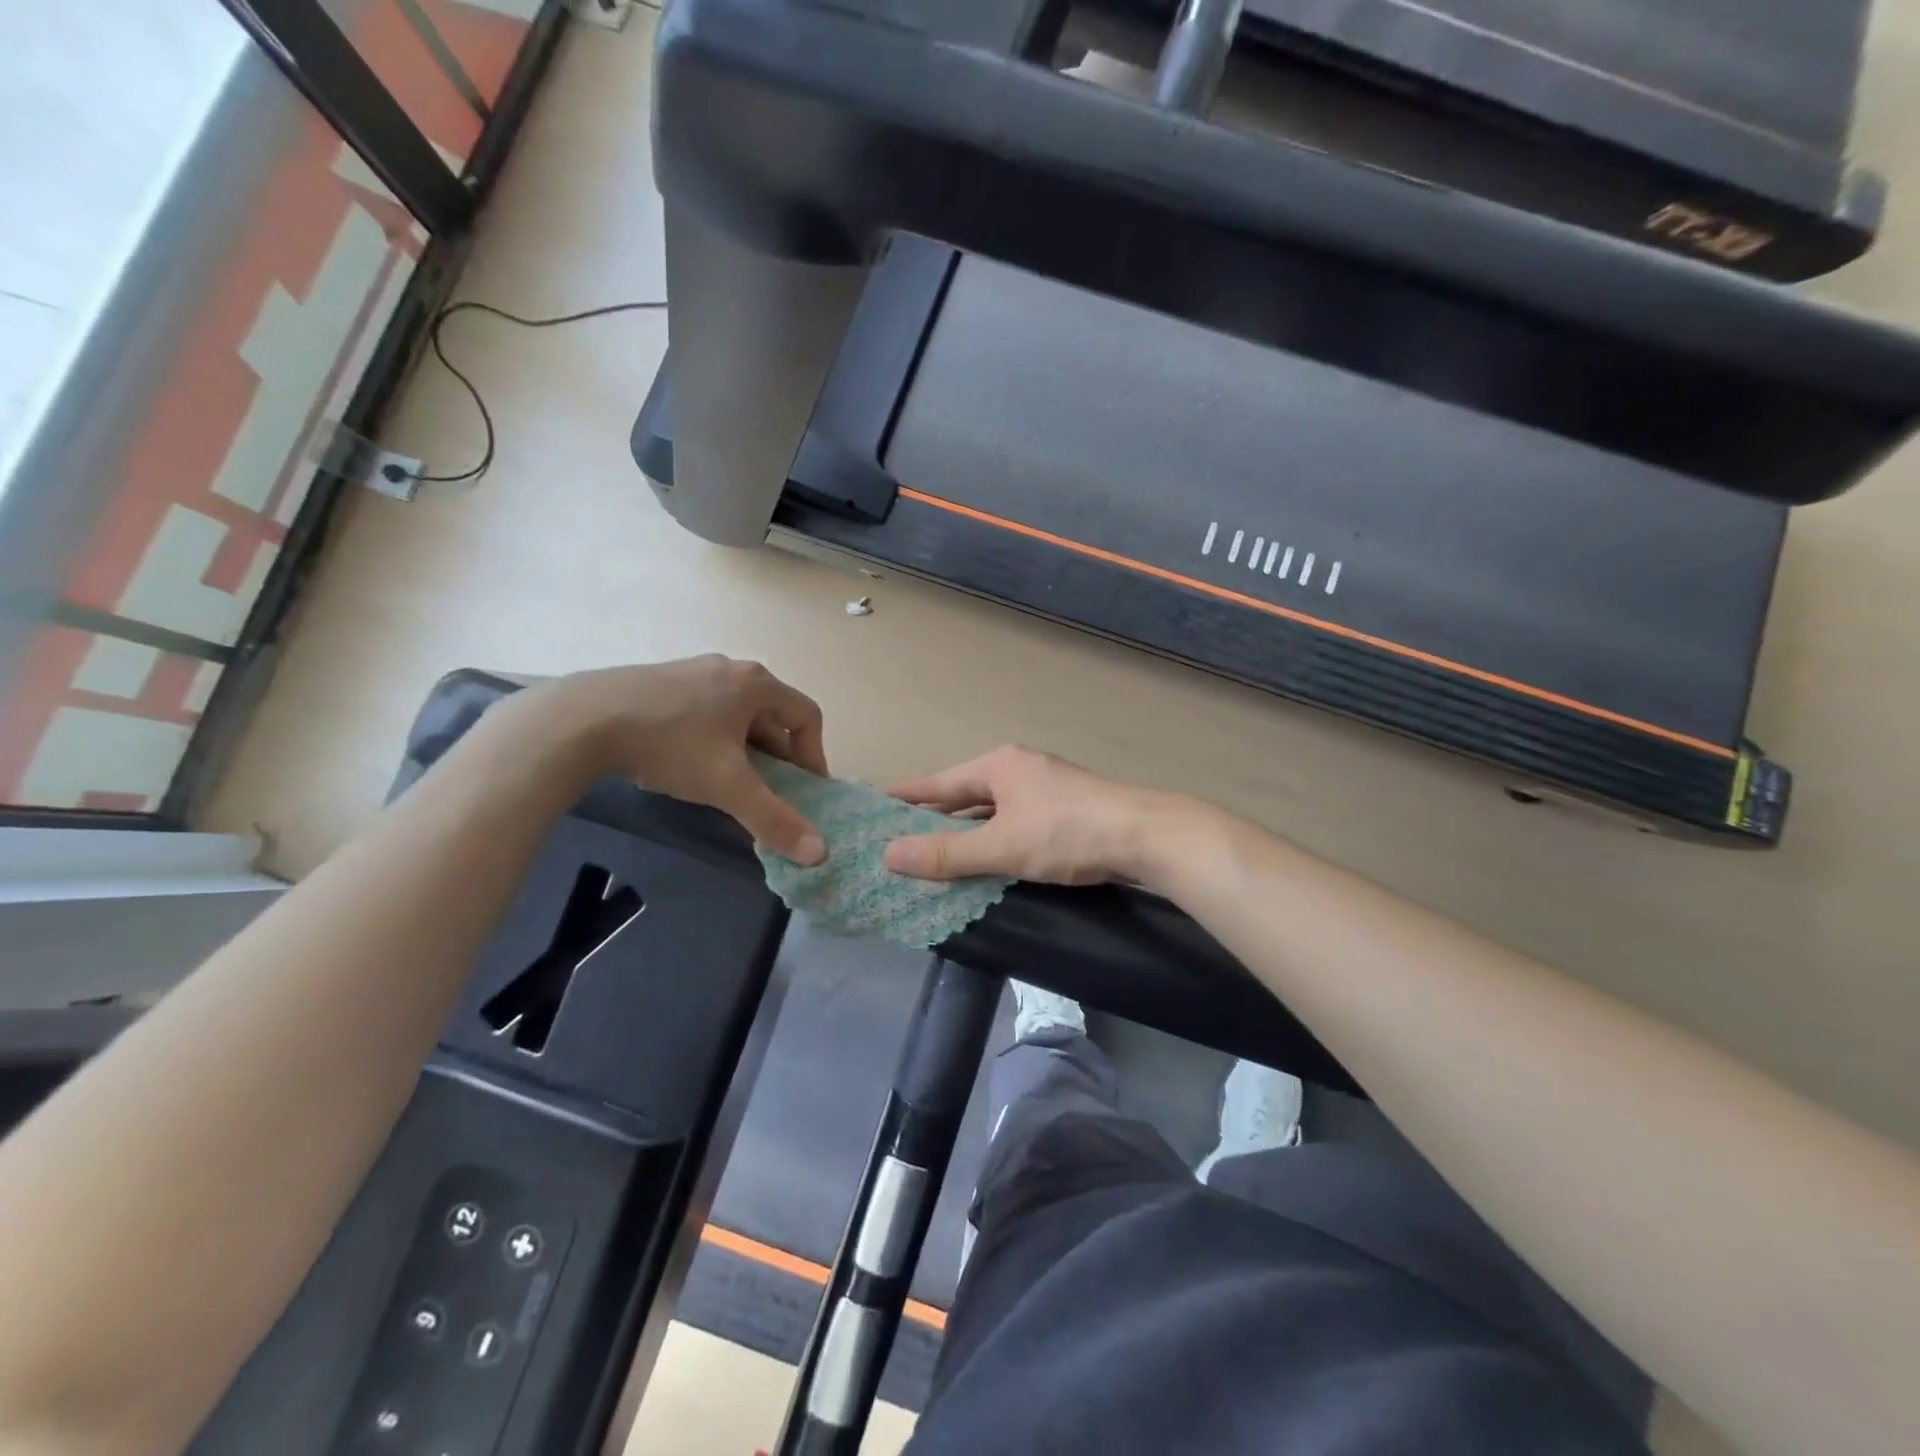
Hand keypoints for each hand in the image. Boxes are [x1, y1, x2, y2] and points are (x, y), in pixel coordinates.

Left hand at [521, 657, 828, 863]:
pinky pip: (703, 708)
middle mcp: (730, 668)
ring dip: (743, 746)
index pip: (807, 715)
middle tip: (766, 789)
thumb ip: (774, 819)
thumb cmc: (670, 745)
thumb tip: (820, 854)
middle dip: (776, 754)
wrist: (580, 720)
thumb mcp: (728, 787)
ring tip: (725, 779)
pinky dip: (711, 736)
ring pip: (735, 712)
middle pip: (772, 713)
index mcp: (756, 684)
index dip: (813, 754)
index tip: (804, 788)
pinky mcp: (659, 679)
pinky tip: (685, 761)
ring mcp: (691, 670)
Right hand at [882, 746, 1167, 885]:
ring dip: (965, 830)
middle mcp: (1019, 769)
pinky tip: (986, 858)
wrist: (1145, 836)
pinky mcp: (1065, 810)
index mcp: (999, 765)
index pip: (938, 781)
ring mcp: (1045, 788)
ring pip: (992, 810)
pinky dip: (994, 838)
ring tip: (933, 852)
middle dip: (934, 816)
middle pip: (964, 793)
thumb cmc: (1067, 833)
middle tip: (896, 837)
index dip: (906, 795)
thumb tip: (888, 855)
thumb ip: (946, 854)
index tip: (874, 802)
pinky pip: (1014, 821)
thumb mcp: (1001, 846)